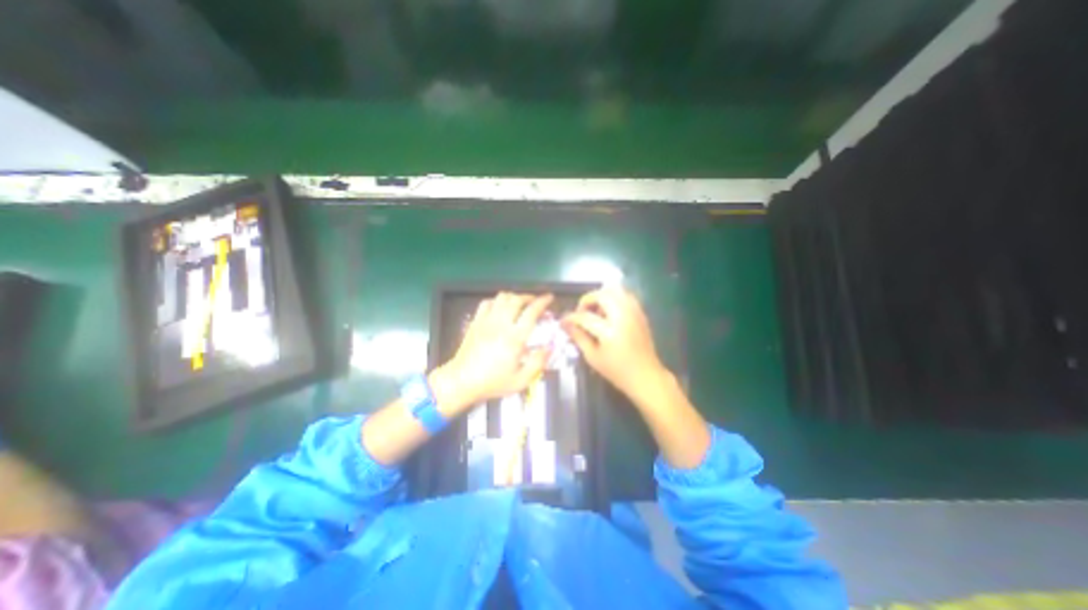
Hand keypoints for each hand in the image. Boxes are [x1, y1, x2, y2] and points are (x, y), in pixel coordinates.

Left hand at [433, 292, 551, 417]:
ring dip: (514, 297)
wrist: (462, 381)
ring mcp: (486, 321)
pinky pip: (486, 302)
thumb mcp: (520, 380)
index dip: (543, 302)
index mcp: (514, 337)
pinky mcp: (476, 322)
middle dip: (529, 297)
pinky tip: (500, 307)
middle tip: (535, 301)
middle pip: (517, 299)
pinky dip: (496, 301)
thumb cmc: (492, 382)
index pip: (531, 311)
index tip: (549, 298)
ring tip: (520, 303)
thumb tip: (549, 348)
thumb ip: (538, 363)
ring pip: (502, 297)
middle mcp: (501, 324)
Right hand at [566, 289, 668, 401]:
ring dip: (601, 296)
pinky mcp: (641, 313)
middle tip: (581, 311)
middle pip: (602, 295)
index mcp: (609, 331)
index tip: (564, 321)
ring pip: (616, 291)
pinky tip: (609, 311)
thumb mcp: (593, 357)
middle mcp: (623, 317)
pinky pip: (626, 296)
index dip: (571, 317)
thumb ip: (579, 337)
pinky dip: (614, 298)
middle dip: (587, 300)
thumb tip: (566, 324)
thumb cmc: (617, 371)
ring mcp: (634, 313)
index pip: (585, 316)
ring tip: (596, 310)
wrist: (645, 376)